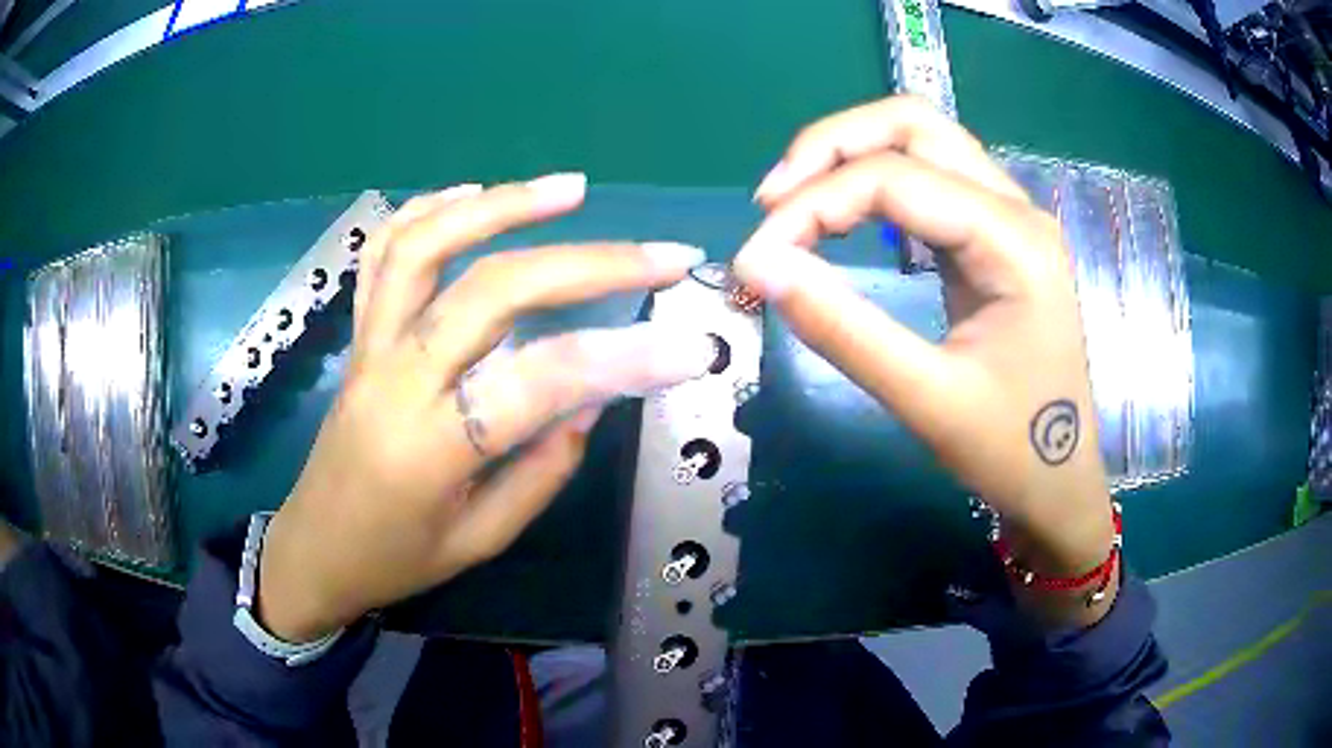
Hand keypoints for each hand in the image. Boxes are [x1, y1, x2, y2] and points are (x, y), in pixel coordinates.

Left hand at [258, 174, 716, 641]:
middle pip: (491, 292)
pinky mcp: (356, 333)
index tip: (692, 346)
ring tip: (571, 188)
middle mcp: (394, 380)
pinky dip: (429, 210)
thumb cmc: (396, 559)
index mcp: (430, 450)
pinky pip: (383, 253)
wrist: (314, 549)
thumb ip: (543, 469)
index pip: (538, 384)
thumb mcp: (481, 539)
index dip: (623, 359)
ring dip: (501, 205)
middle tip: (660, 255)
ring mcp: (368, 346)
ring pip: (426, 246)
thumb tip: (592, 397)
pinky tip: (474, 193)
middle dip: (588, 264)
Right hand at [735, 97, 1116, 625]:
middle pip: (914, 123)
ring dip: (851, 153)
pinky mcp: (996, 235)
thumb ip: (843, 329)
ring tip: (794, 200)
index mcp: (1014, 241)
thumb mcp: (926, 400)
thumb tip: (759, 265)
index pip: (895, 180)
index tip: (753, 259)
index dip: (811, 207)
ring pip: (923, 138)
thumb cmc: (1010, 450)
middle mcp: (1016, 207)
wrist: (1061, 482)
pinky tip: (843, 214)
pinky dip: (875, 179)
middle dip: (832, 145)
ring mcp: (1010, 216)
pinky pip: (931, 175)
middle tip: (772, 198)